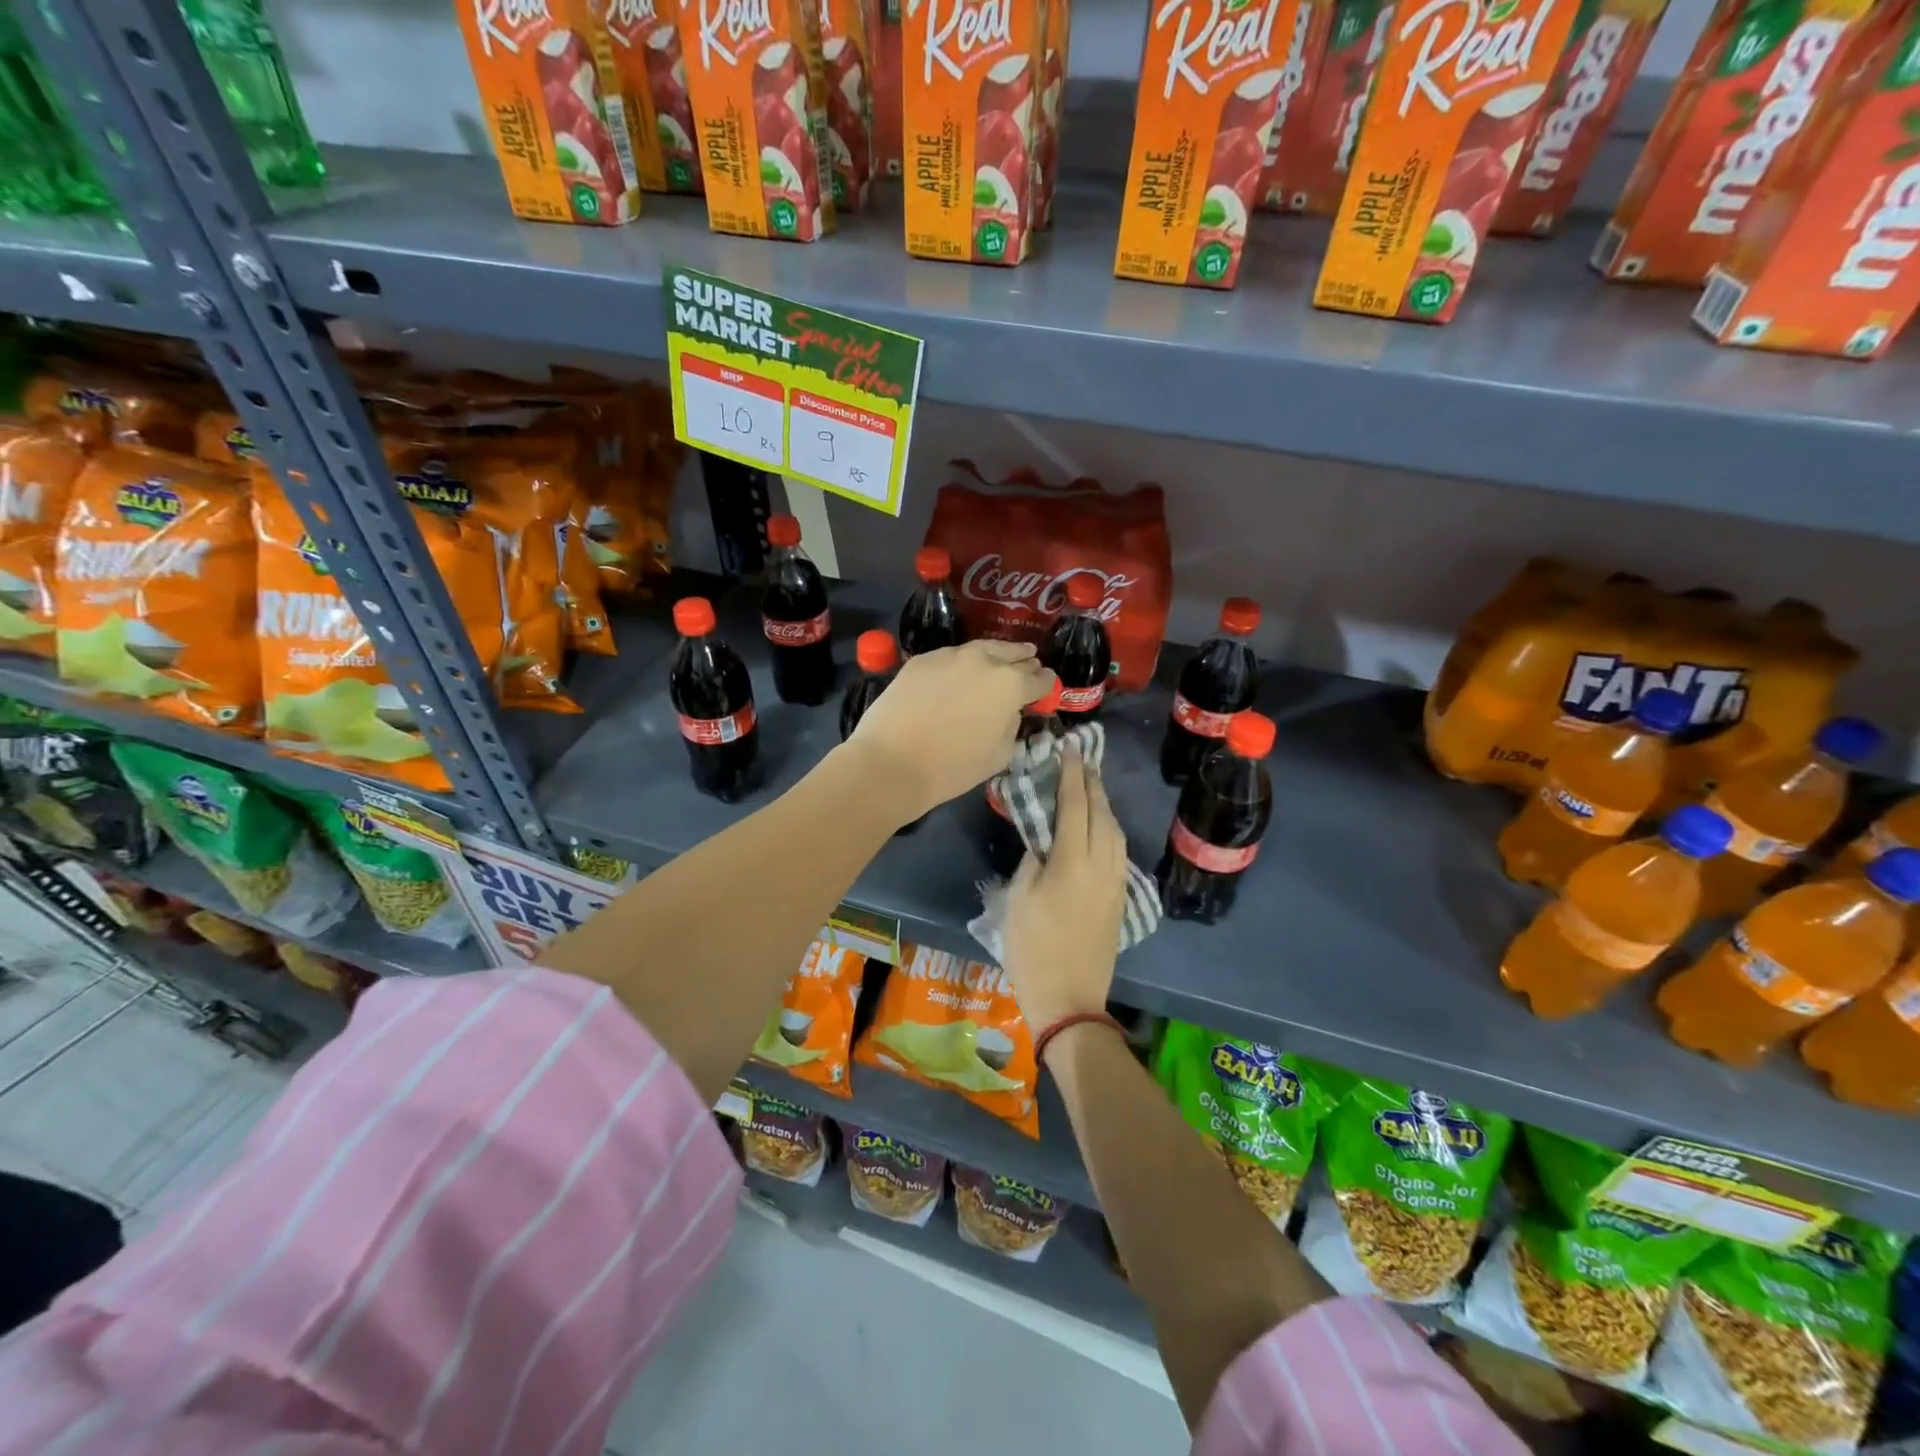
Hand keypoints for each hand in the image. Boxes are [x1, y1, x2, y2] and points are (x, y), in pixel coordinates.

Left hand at [843, 639, 1053, 824]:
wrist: (891, 762)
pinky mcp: (922, 660)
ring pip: (982, 648)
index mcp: (1011, 685)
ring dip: (995, 655)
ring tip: (1001, 659)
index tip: (1047, 687)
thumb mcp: (999, 755)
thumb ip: (1012, 725)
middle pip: (1013, 655)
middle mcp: (984, 660)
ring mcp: (950, 656)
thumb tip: (1010, 711)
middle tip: (1030, 664)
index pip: (1040, 679)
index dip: (1046, 684)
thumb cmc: (952, 767)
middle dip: (1024, 662)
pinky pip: (951, 657)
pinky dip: (962, 663)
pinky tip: (960, 671)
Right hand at [1001, 743, 1126, 1032]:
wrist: (1069, 998)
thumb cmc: (1032, 949)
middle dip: (1092, 783)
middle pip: (1101, 813)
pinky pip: (1118, 849)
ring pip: (1115, 831)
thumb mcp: (1018, 899)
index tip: (1070, 749)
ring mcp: (1116, 882)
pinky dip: (1109, 828)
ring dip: (1103, 804)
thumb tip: (1043, 837)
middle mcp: (1101, 865)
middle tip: (1081, 760)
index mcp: (1072, 862)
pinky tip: (1099, 825)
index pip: (1075, 806)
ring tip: (1089, 787)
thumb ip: (1033, 860)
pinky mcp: (1120, 898)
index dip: (1072, 775)